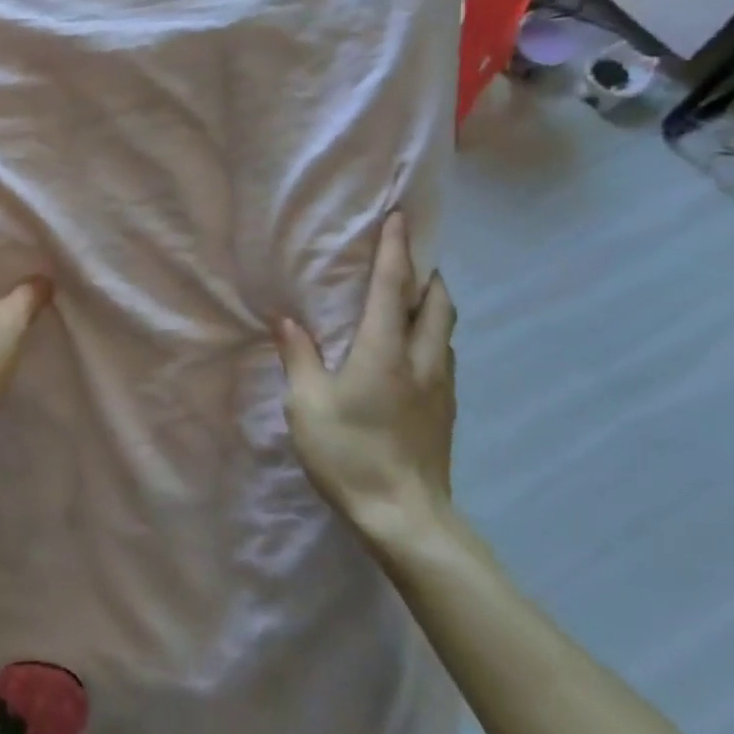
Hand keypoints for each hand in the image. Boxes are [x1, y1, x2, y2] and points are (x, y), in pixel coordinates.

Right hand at [275, 212, 456, 531]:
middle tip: (409, 260)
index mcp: (384, 351)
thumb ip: (299, 357)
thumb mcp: (306, 404)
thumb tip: (287, 321)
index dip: (396, 250)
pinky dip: (433, 336)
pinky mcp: (446, 411)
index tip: (401, 218)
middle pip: (436, 303)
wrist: (404, 515)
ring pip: (446, 330)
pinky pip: (444, 356)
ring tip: (413, 299)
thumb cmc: (348, 454)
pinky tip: (414, 351)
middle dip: (425, 274)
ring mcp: (440, 387)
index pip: (393, 288)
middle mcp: (420, 360)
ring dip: (433, 305)